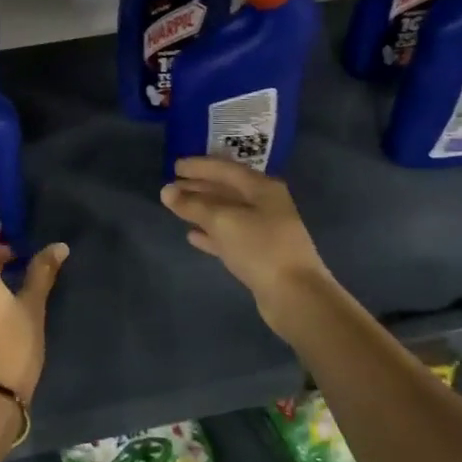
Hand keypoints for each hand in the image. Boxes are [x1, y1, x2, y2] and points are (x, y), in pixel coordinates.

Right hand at [160, 157, 330, 320]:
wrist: (295, 295)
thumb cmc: (260, 248)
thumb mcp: (223, 221)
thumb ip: (193, 205)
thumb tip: (166, 191)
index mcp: (262, 188)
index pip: (225, 169)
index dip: (199, 166)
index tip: (175, 166)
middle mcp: (265, 204)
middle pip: (226, 189)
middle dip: (198, 187)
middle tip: (171, 187)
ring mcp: (264, 230)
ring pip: (226, 213)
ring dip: (202, 209)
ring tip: (177, 208)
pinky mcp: (259, 254)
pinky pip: (230, 237)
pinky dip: (211, 234)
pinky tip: (192, 236)